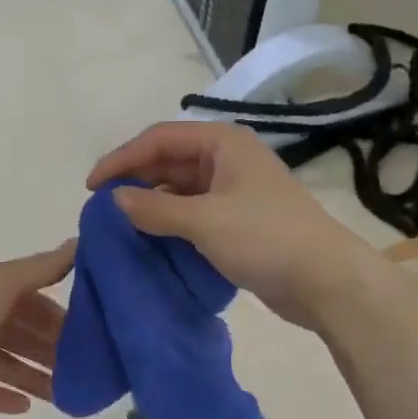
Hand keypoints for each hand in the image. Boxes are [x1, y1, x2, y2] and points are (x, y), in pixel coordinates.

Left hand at [0, 243, 75, 418]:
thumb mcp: (0, 282)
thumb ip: (41, 267)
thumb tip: (81, 239)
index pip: (34, 299)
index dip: (61, 314)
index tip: (94, 331)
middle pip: (23, 333)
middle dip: (52, 349)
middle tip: (87, 370)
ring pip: (7, 364)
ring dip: (35, 377)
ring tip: (66, 395)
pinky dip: (2, 398)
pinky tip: (27, 408)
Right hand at [88, 122, 377, 328]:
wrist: (326, 280)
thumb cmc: (265, 238)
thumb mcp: (204, 221)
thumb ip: (155, 209)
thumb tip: (116, 200)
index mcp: (222, 143)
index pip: (159, 138)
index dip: (122, 159)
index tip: (92, 187)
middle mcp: (228, 159)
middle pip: (169, 160)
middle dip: (136, 179)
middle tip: (103, 207)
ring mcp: (236, 190)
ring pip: (181, 188)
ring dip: (153, 203)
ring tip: (122, 225)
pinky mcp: (241, 219)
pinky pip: (195, 211)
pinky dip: (172, 221)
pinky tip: (152, 239)